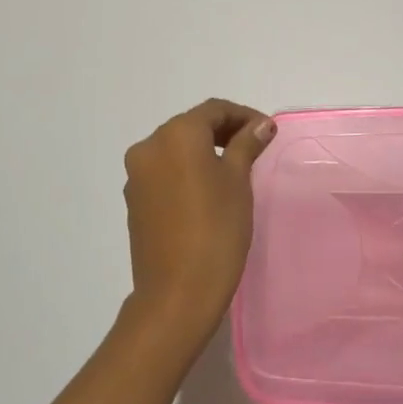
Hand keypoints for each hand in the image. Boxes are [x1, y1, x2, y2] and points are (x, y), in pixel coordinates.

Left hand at [121, 99, 276, 342]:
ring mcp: (137, 175)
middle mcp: (149, 146)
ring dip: (204, 150)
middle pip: (191, 126)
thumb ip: (246, 145)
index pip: (214, 110)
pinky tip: (208, 189)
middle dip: (224, 131)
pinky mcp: (134, 200)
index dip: (244, 116)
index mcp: (176, 134)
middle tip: (255, 146)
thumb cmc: (216, 229)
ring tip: (235, 167)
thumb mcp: (238, 181)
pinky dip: (187, 170)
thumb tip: (260, 125)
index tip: (268, 132)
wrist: (177, 293)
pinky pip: (164, 171)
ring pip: (176, 148)